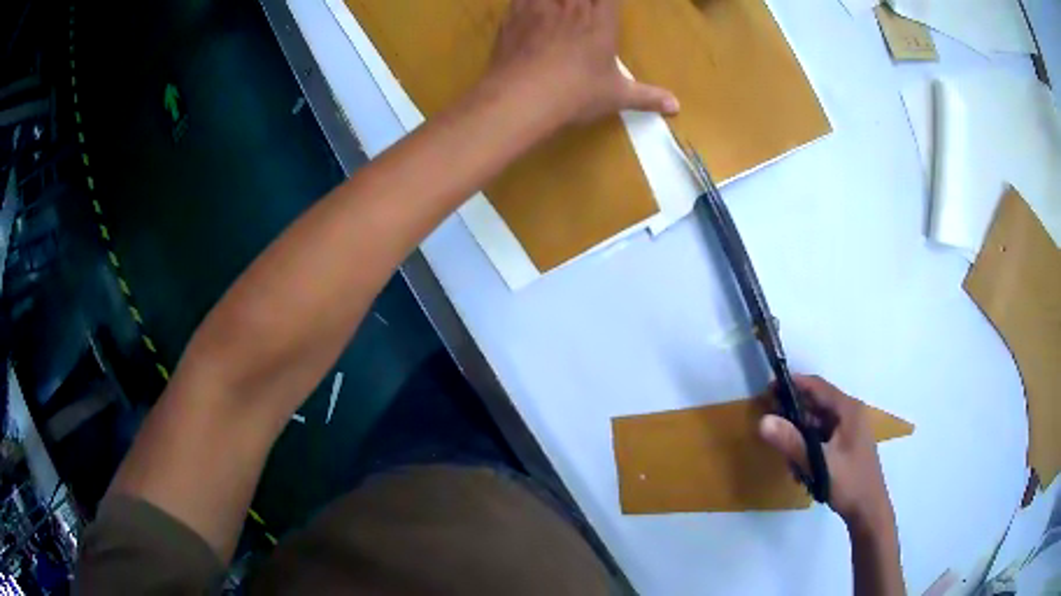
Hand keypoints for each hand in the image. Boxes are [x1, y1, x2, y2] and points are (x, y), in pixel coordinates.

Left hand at [485, 0, 678, 126]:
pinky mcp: (512, 16)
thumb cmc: (577, 94)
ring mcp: (540, 7)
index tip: (608, 6)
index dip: (608, 2)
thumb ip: (647, 97)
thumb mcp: (617, 96)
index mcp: (601, 19)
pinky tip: (525, 5)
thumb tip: (676, 106)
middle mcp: (572, 5)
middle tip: (580, 6)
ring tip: (557, 5)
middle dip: (582, 0)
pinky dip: (523, 1)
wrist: (523, 97)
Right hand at [758, 375, 894, 530]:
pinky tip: (799, 469)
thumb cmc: (849, 483)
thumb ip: (792, 442)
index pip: (817, 386)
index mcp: (848, 410)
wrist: (868, 510)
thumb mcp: (819, 463)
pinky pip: (821, 438)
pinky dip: (807, 448)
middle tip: (770, 426)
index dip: (792, 385)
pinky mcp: (845, 445)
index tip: (768, 390)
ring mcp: (848, 430)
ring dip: (799, 437)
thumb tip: (762, 421)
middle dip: (793, 415)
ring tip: (786, 458)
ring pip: (816, 424)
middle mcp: (849, 414)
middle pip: (816, 404)